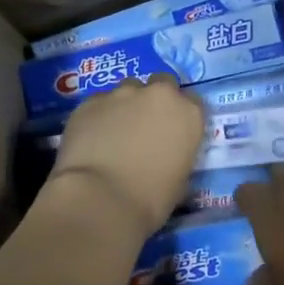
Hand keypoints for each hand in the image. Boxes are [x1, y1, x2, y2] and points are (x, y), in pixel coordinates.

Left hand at [46, 76, 204, 238]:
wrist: (100, 199)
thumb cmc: (150, 200)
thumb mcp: (179, 181)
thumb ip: (177, 155)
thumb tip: (166, 156)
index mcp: (188, 114)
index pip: (192, 101)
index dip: (180, 115)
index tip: (173, 130)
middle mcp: (158, 95)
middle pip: (161, 84)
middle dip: (155, 99)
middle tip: (144, 126)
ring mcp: (121, 94)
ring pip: (127, 90)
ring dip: (126, 106)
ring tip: (114, 133)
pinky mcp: (91, 101)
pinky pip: (99, 103)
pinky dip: (99, 116)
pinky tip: (92, 139)